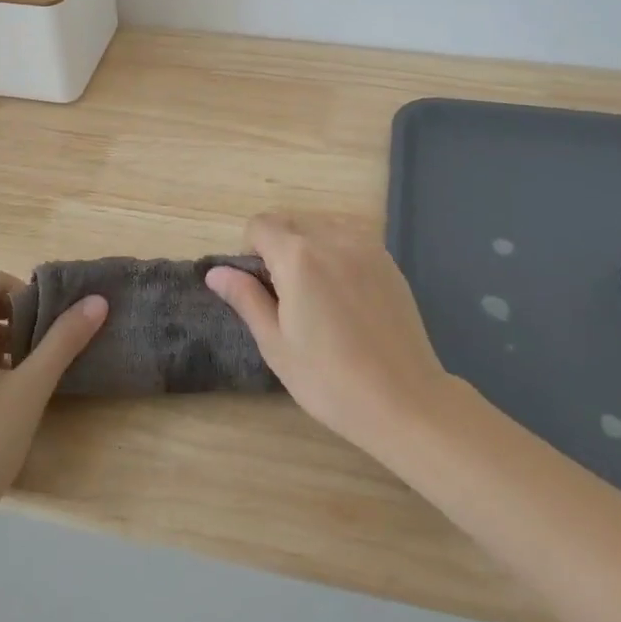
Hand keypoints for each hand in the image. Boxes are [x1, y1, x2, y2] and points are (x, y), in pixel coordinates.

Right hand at [206, 213, 452, 457]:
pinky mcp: (388, 260)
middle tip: (285, 294)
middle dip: (277, 246)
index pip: (260, 225)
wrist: (405, 400)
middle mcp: (332, 238)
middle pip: (290, 221)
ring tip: (316, 293)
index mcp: (298, 257)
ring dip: (308, 245)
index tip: (259, 287)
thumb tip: (216, 272)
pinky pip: (350, 238)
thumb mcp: (276, 344)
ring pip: (321, 225)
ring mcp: (365, 246)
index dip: (249, 250)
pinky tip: (345, 295)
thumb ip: (246, 298)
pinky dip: (336, 251)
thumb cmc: (330, 380)